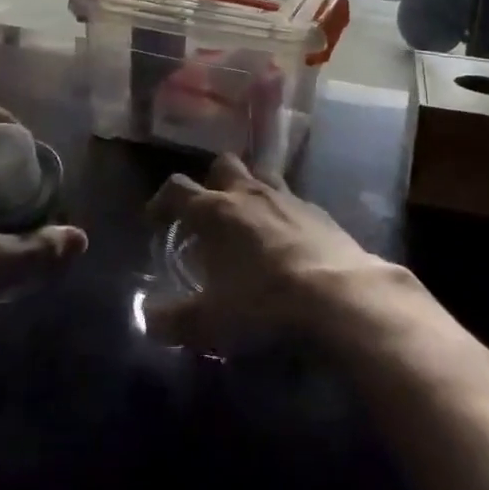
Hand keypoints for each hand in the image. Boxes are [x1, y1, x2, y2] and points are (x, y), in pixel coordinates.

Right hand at [143, 153, 387, 352]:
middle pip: (223, 166)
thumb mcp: (209, 323)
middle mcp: (248, 193)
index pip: (177, 189)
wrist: (340, 297)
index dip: (161, 201)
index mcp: (215, 211)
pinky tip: (288, 242)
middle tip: (209, 214)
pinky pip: (293, 201)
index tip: (155, 220)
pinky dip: (283, 214)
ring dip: (249, 192)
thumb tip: (148, 319)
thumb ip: (172, 321)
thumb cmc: (264, 304)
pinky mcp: (320, 212)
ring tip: (248, 222)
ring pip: (261, 176)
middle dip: (211, 183)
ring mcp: (288, 198)